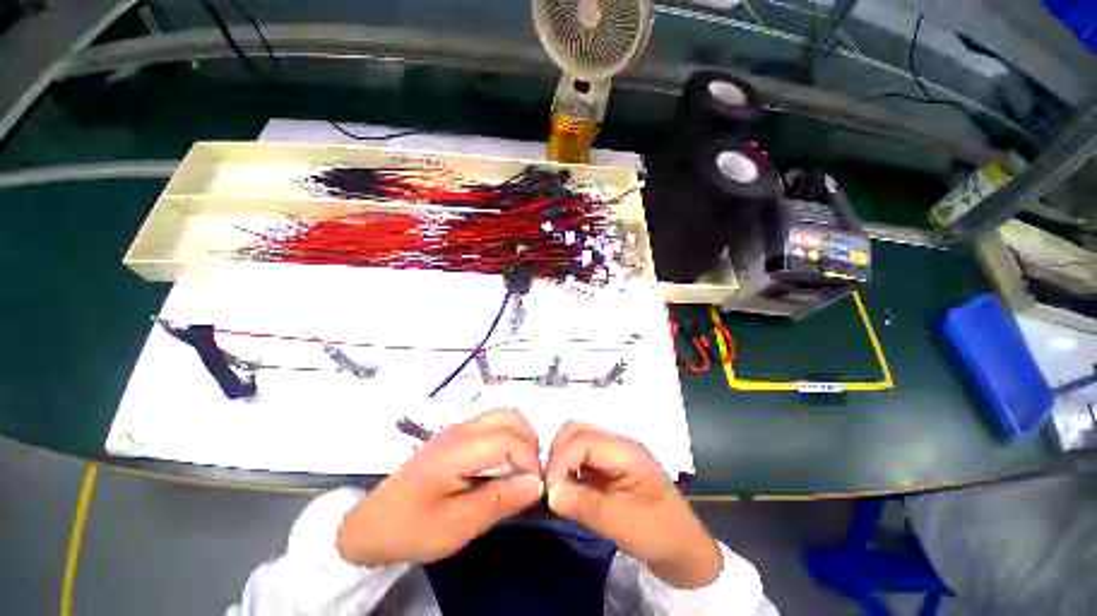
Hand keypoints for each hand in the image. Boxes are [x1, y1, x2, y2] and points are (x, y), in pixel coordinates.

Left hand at [337, 409, 543, 566]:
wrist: (371, 525)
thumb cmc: (411, 529)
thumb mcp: (455, 526)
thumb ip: (498, 501)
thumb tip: (537, 484)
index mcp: (459, 448)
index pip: (510, 439)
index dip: (529, 461)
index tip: (533, 491)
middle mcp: (462, 429)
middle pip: (511, 418)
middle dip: (530, 444)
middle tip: (529, 478)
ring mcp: (458, 429)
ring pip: (504, 418)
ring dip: (520, 440)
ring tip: (519, 473)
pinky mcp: (457, 436)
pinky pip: (493, 426)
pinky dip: (508, 441)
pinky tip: (502, 468)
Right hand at [544, 422, 722, 588]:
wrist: (683, 547)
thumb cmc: (658, 533)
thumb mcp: (621, 523)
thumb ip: (585, 505)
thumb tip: (549, 493)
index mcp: (625, 450)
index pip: (582, 439)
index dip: (560, 460)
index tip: (550, 490)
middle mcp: (617, 443)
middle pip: (577, 431)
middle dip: (558, 455)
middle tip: (551, 486)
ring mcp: (613, 452)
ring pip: (577, 440)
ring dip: (562, 460)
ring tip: (558, 488)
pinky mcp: (609, 464)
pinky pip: (582, 456)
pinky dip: (569, 467)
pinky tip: (569, 488)